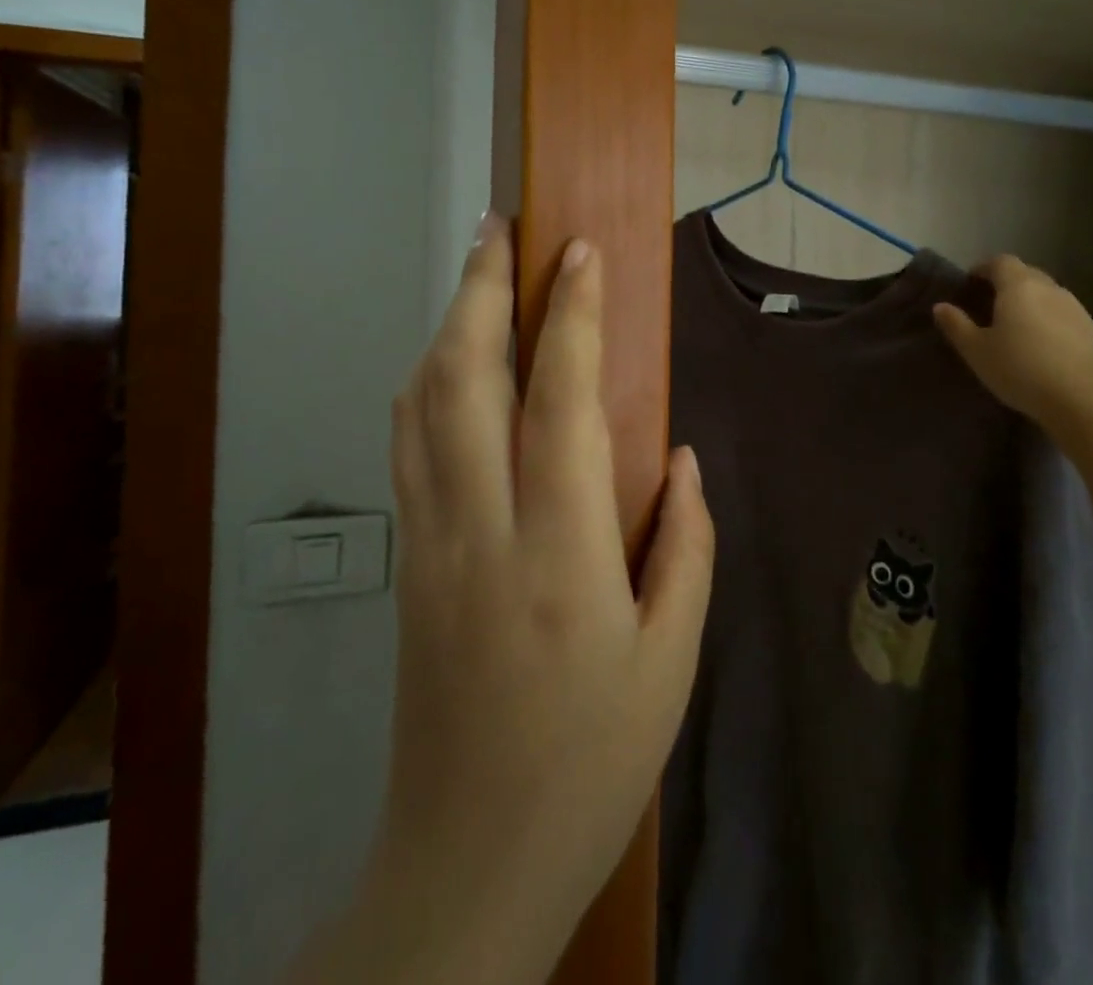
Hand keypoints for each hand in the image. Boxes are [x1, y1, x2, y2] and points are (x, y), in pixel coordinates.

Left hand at [342, 216, 713, 984]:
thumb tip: (678, 454)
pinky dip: (425, 383)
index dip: (570, 317)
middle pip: (461, 380)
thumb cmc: (592, 761)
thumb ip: (685, 544)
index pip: (558, 402)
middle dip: (479, 291)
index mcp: (558, 554)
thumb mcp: (672, 660)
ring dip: (446, 327)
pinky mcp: (407, 562)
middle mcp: (479, 530)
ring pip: (419, 404)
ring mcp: (428, 543)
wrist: (468, 862)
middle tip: (501, 229)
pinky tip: (447, 362)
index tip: (581, 253)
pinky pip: (408, 446)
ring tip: (477, 277)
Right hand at [933, 254, 1092, 435]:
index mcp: (1018, 286)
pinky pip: (1063, 313)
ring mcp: (1075, 307)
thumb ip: (957, 325)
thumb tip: (940, 306)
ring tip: (1016, 327)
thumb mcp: (977, 351)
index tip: (970, 283)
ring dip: (1029, 302)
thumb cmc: (1021, 370)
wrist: (1084, 400)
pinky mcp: (1092, 329)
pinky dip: (1048, 319)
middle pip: (1025, 274)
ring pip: (1046, 294)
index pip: (1000, 261)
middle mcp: (1049, 288)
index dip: (983, 268)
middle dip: (1006, 283)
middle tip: (989, 305)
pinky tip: (1042, 345)